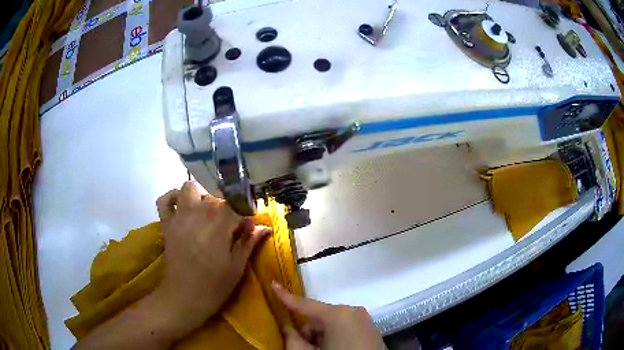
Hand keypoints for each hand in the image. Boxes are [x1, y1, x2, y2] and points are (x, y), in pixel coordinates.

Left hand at [155, 181, 269, 322]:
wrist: (184, 298)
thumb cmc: (214, 286)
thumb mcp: (237, 266)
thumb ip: (249, 242)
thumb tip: (265, 227)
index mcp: (219, 224)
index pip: (237, 205)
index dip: (245, 215)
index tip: (248, 228)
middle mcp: (198, 213)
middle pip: (216, 197)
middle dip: (226, 208)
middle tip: (229, 228)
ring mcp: (179, 216)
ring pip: (191, 188)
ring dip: (201, 196)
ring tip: (207, 214)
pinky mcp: (167, 223)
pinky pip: (165, 200)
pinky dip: (174, 198)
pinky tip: (183, 208)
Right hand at [272, 282, 384, 349]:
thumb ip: (292, 340)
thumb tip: (287, 329)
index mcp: (338, 315)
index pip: (305, 304)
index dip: (286, 296)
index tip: (273, 283)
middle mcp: (353, 312)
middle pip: (320, 318)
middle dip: (308, 332)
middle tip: (306, 348)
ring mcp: (365, 320)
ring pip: (332, 324)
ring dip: (322, 337)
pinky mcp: (372, 330)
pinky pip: (346, 329)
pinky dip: (335, 338)